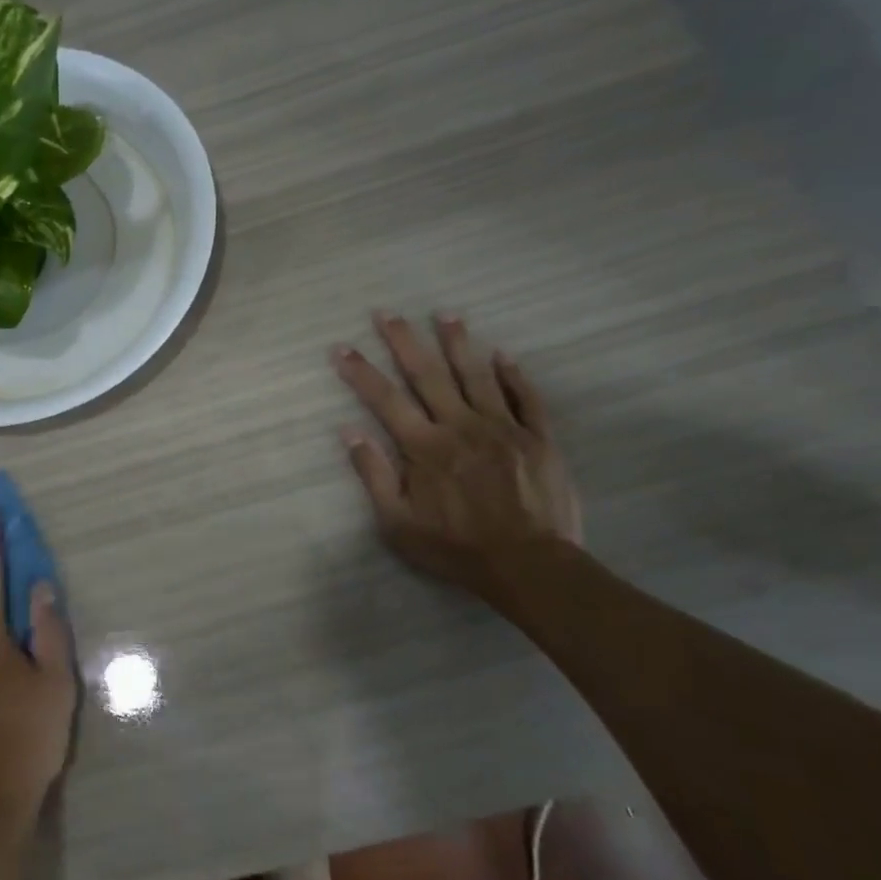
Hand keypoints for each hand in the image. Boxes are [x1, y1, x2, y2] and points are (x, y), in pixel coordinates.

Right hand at [332, 312, 581, 600]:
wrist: (530, 567)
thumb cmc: (456, 548)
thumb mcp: (397, 523)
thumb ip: (373, 475)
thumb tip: (349, 432)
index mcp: (425, 447)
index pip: (385, 399)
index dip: (360, 372)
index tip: (341, 348)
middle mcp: (461, 427)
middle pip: (428, 375)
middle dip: (404, 341)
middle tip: (387, 313)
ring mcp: (504, 429)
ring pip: (477, 376)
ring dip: (458, 343)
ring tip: (445, 315)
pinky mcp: (539, 439)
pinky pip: (526, 398)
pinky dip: (513, 375)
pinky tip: (502, 355)